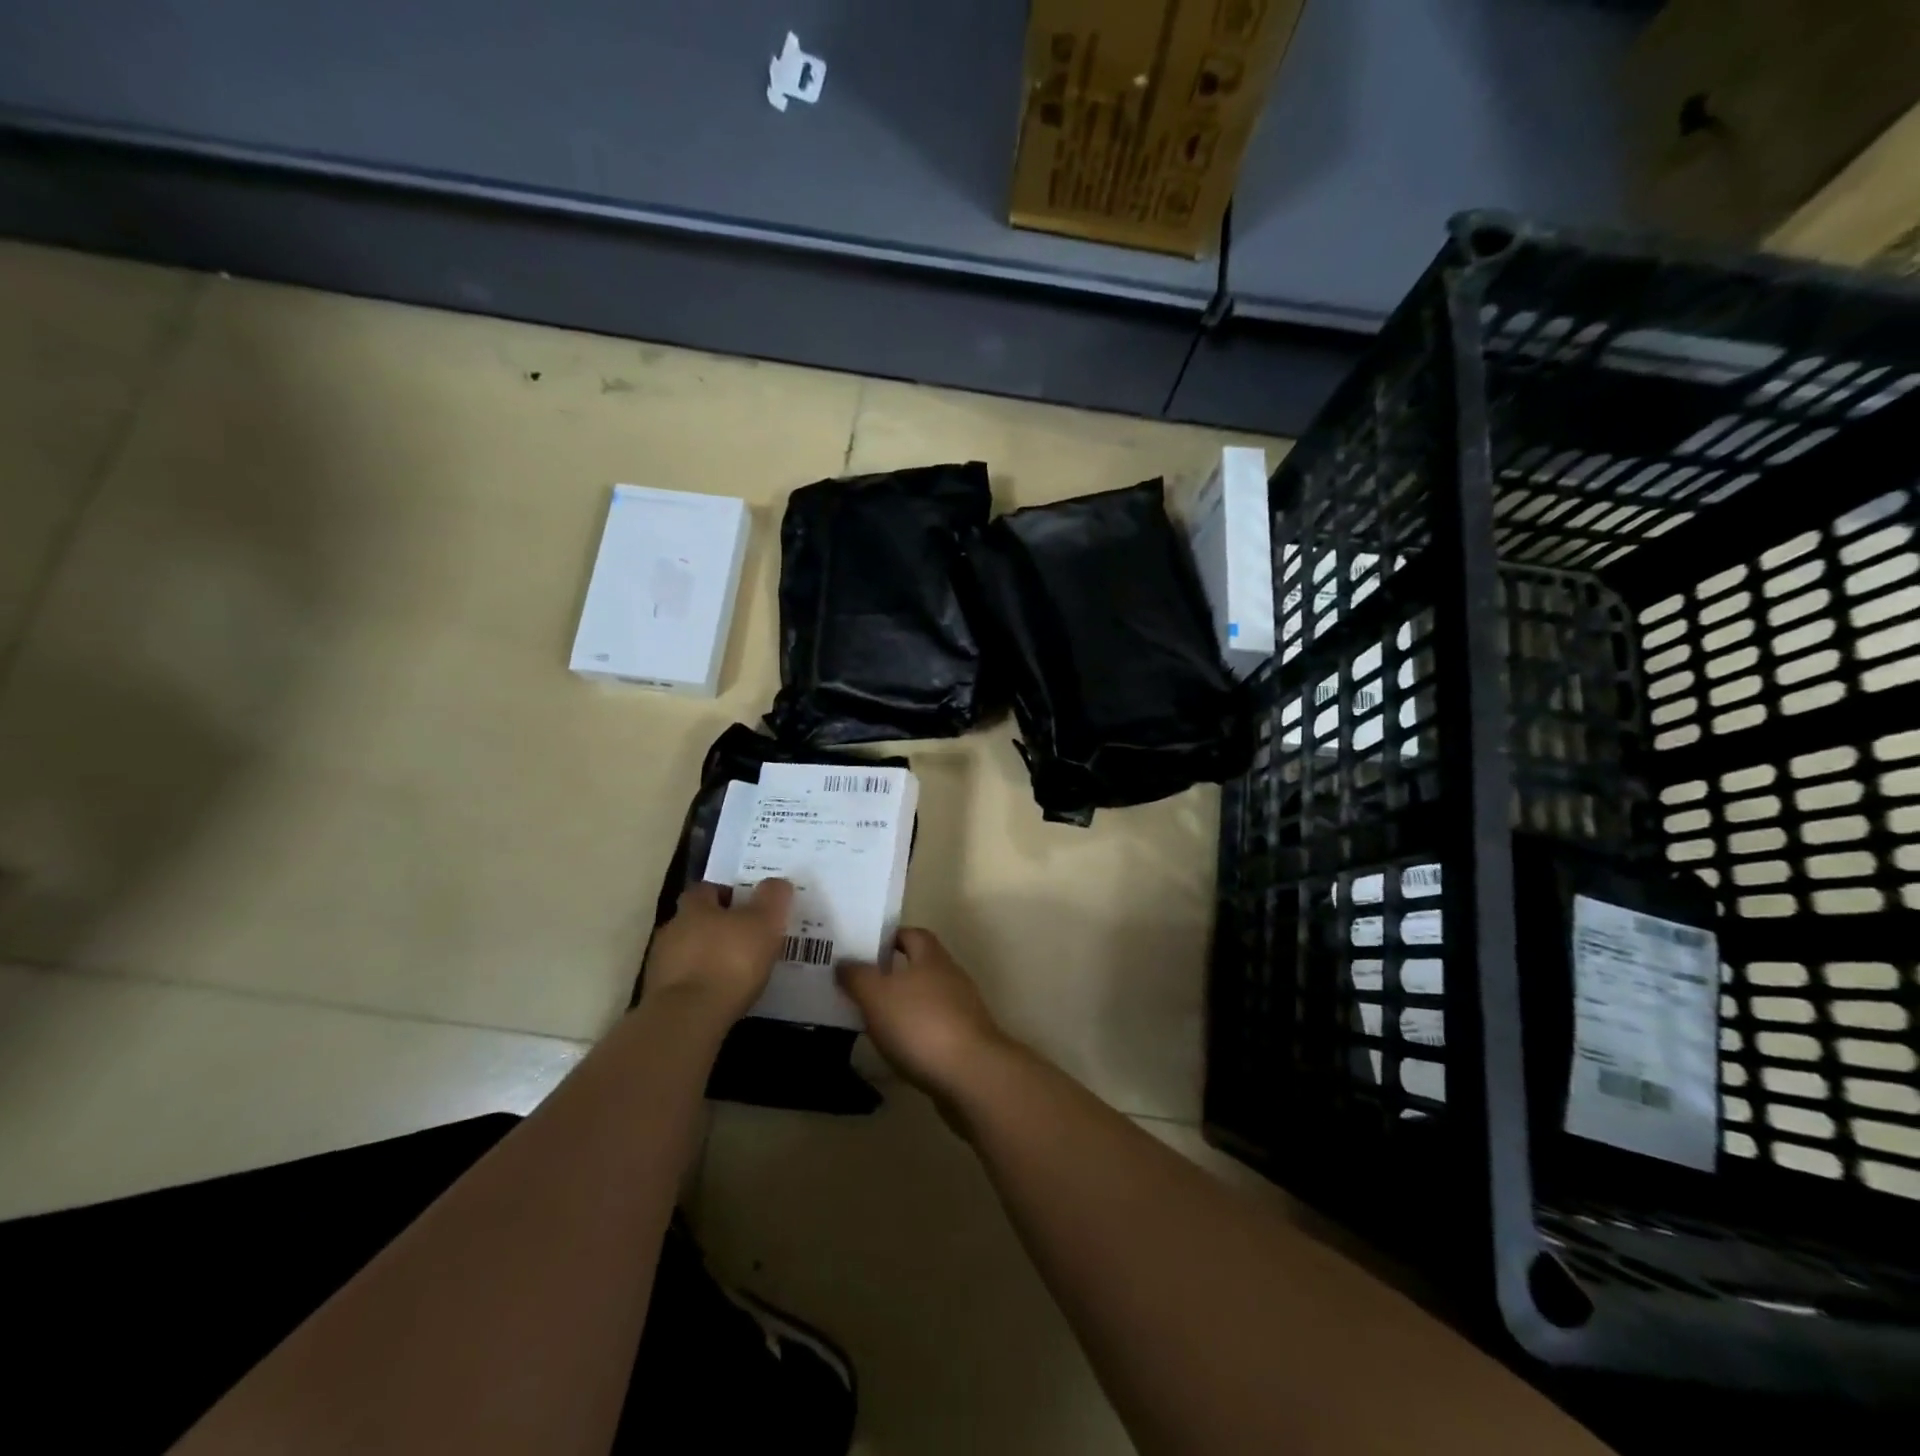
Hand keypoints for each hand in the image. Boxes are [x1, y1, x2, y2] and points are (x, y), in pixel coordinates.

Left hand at [641, 879, 792, 1026]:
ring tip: (734, 971)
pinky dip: (699, 984)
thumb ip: (772, 898)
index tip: (746, 906)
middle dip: (716, 927)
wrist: (688, 1018)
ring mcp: (661, 965)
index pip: (706, 889)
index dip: (726, 894)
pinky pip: (683, 981)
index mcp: (694, 907)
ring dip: (706, 957)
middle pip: (694, 920)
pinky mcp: (658, 997)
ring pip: (687, 952)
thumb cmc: (729, 961)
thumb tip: (776, 883)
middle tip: (745, 938)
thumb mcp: (764, 923)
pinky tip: (719, 995)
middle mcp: (672, 930)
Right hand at [837, 929, 1010, 1098]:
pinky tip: (896, 1048)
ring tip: (871, 1019)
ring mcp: (962, 1010)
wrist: (971, 1074)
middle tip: (859, 986)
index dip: (889, 938)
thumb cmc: (921, 1024)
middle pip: (919, 966)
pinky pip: (933, 1028)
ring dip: (903, 1006)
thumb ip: (858, 977)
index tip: (864, 950)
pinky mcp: (965, 1041)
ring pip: (926, 999)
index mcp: (931, 957)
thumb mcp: (877, 996)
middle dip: (892, 974)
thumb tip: (844, 962)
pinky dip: (914, 1034)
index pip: (911, 934)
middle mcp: (950, 976)